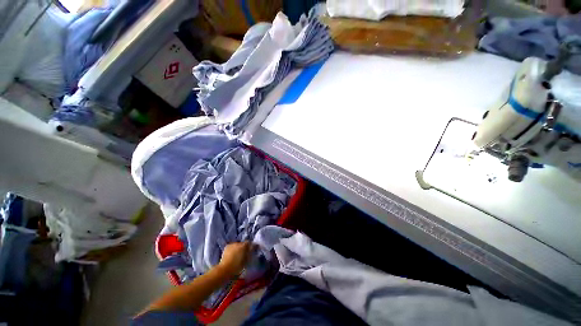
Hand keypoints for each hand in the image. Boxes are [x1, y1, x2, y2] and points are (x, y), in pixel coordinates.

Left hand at [218, 242, 255, 276]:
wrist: (225, 269)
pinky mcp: (227, 246)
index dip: (252, 246)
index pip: (250, 243)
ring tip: (238, 254)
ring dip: (239, 248)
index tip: (252, 249)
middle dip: (244, 247)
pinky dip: (233, 249)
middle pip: (244, 243)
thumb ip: (250, 253)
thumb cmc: (237, 266)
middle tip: (244, 253)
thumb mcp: (246, 261)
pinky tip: (232, 254)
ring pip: (238, 244)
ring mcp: (232, 244)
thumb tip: (252, 249)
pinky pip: (233, 246)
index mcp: (244, 246)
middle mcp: (239, 243)